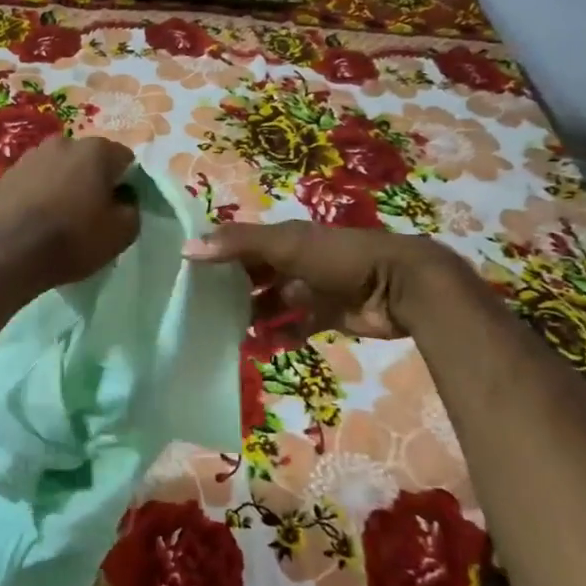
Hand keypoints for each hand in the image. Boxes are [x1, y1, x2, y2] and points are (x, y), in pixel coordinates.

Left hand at [0, 135, 140, 289]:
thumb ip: (132, 209)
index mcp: (96, 150)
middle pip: (89, 160)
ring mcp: (31, 156)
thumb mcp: (121, 233)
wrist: (10, 252)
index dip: (125, 184)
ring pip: (60, 168)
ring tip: (60, 216)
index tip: (118, 207)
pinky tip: (37, 218)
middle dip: (93, 180)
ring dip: (65, 184)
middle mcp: (64, 142)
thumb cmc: (73, 239)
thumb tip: (123, 200)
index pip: (124, 160)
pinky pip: (35, 180)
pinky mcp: (8, 174)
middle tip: (91, 212)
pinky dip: (40, 193)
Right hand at [183, 221, 465, 337]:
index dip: (216, 256)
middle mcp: (295, 260)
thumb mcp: (286, 245)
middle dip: (232, 291)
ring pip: (274, 303)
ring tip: (227, 335)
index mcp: (285, 237)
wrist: (399, 285)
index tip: (187, 275)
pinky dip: (282, 335)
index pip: (241, 244)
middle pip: (256, 275)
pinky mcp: (329, 315)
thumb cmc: (338, 258)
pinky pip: (298, 326)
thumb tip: (186, 248)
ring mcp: (313, 288)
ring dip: (254, 317)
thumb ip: (238, 245)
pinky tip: (263, 348)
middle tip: (201, 313)